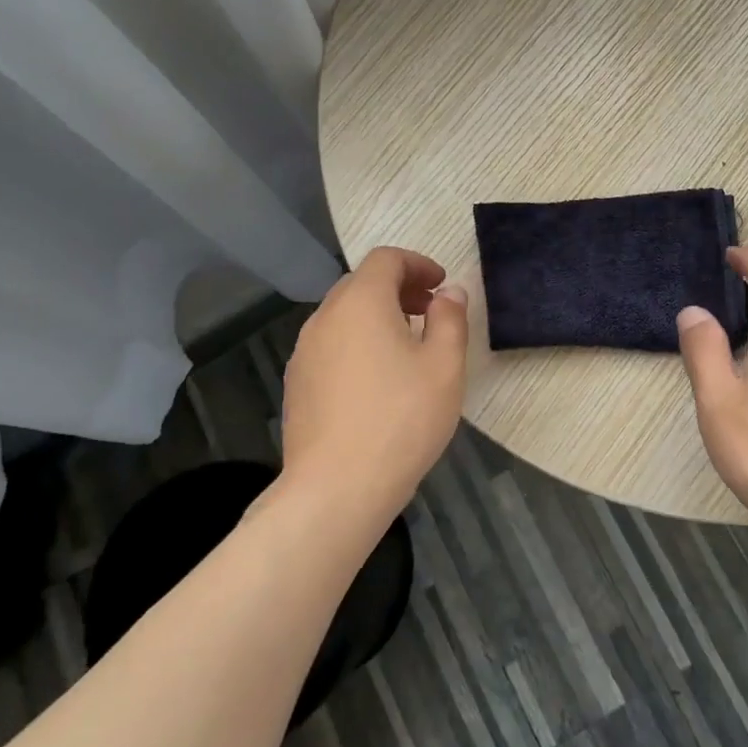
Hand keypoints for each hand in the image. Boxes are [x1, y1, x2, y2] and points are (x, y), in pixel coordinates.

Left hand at [281, 247, 467, 509]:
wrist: (337, 487)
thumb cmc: (401, 419)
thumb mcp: (444, 366)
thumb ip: (450, 319)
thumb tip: (449, 292)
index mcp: (360, 302)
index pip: (386, 259)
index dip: (418, 264)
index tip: (441, 286)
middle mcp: (325, 318)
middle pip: (361, 284)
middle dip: (398, 289)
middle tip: (430, 312)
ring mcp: (304, 352)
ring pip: (343, 316)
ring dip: (376, 317)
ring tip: (407, 347)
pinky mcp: (297, 384)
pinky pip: (331, 346)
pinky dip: (357, 343)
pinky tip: (377, 381)